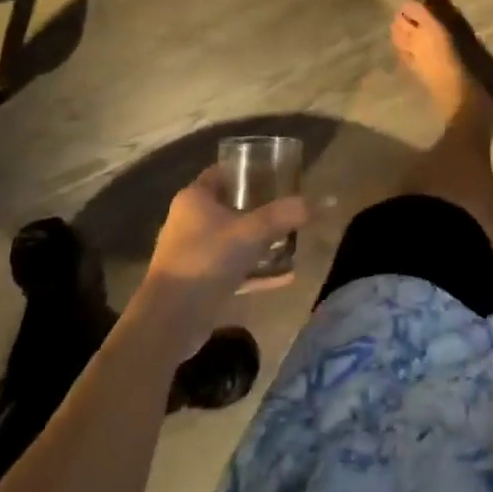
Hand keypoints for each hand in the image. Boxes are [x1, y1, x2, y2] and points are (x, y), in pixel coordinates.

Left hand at [142, 167, 307, 322]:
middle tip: (289, 207)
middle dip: (260, 208)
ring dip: (260, 243)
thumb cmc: (206, 260)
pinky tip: (286, 276)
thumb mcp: (252, 232)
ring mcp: (193, 254)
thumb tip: (323, 202)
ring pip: (233, 240)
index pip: (222, 172)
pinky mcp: (198, 283)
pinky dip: (256, 271)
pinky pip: (233, 269)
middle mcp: (190, 222)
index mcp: (195, 199)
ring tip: (291, 241)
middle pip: (230, 206)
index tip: (275, 172)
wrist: (170, 321)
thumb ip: (286, 215)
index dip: (248, 170)